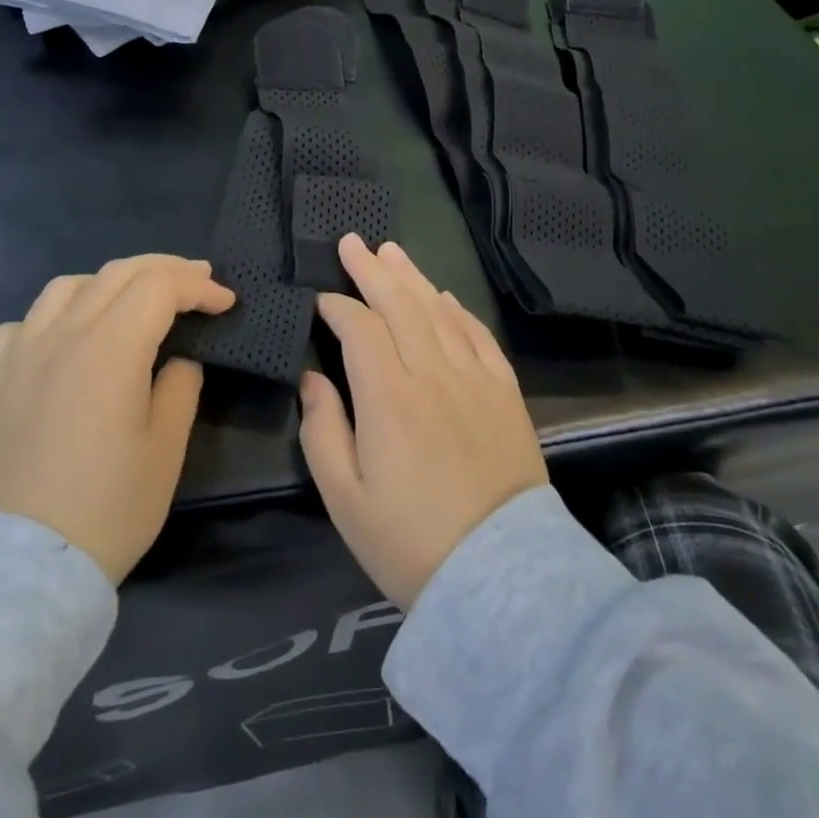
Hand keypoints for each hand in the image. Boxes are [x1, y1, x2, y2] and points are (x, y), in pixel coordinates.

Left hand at [0, 255, 234, 583]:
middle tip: (197, 281)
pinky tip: (64, 340)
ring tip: (132, 302)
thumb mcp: (165, 451)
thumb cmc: (105, 510)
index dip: (199, 286)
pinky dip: (56, 316)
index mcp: (110, 348)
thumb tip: (177, 360)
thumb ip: (179, 388)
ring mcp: (16, 355)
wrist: (14, 571)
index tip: (225, 303)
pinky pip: (23, 324)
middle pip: (117, 274)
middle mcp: (61, 335)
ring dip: (110, 283)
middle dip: (165, 269)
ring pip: (67, 287)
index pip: (160, 286)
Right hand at [298, 234, 547, 607]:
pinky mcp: (505, 393)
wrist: (500, 576)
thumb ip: (322, 430)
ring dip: (413, 278)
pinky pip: (479, 336)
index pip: (360, 328)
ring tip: (392, 252)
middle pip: (400, 305)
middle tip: (353, 241)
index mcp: (389, 397)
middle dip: (372, 270)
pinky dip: (459, 311)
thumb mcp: (345, 498)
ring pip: (440, 312)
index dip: (337, 306)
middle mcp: (433, 373)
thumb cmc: (410, 541)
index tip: (320, 299)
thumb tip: (312, 378)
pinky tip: (445, 297)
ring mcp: (475, 379)